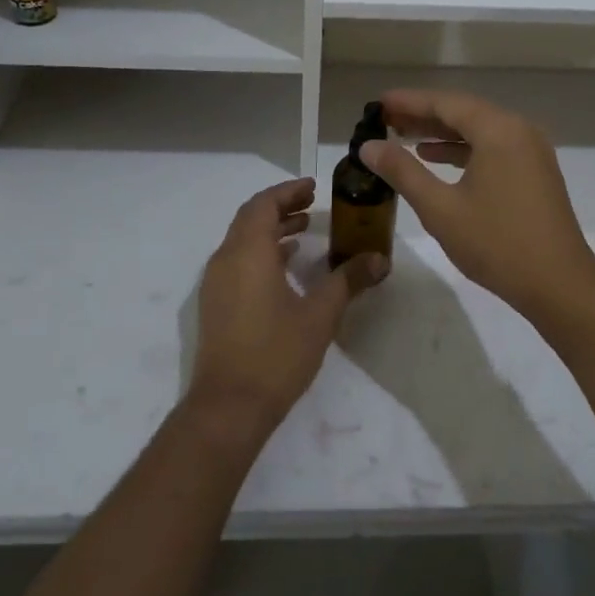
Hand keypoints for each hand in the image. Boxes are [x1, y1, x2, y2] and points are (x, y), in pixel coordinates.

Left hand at [186, 177, 387, 440]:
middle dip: (281, 207)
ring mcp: (216, 283)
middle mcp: (226, 260)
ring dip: (271, 230)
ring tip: (304, 232)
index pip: (264, 205)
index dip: (288, 192)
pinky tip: (285, 268)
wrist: (229, 407)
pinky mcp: (215, 304)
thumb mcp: (320, 315)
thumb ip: (348, 281)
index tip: (313, 188)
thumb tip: (379, 259)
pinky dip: (261, 253)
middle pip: (250, 218)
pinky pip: (237, 262)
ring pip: (242, 241)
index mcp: (248, 253)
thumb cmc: (276, 354)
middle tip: (312, 206)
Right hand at [358, 89, 594, 326]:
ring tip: (404, 138)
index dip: (409, 101)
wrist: (559, 285)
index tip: (378, 103)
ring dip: (443, 133)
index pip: (446, 103)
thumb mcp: (440, 208)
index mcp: (498, 130)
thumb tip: (369, 146)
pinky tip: (437, 160)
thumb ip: (403, 172)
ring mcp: (531, 151)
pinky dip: (464, 149)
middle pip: (464, 112)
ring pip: (479, 130)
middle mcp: (518, 130)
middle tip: (386, 119)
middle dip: (424, 115)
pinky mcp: (535, 171)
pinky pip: (493, 147)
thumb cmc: (497, 243)